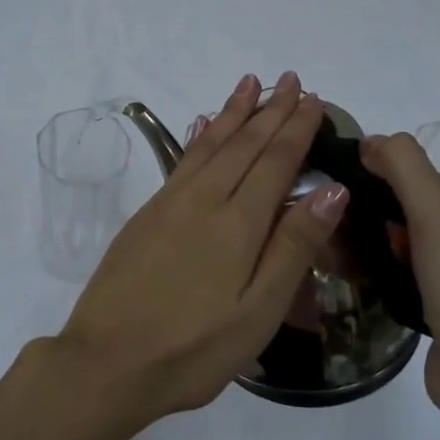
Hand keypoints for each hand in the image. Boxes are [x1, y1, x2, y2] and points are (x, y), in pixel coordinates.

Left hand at [55, 72, 348, 427]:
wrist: (108, 361)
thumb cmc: (193, 349)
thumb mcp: (258, 311)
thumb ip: (294, 247)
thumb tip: (332, 191)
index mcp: (239, 223)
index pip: (275, 161)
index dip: (295, 128)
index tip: (312, 98)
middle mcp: (204, 200)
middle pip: (244, 144)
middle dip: (269, 110)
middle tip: (288, 78)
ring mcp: (170, 204)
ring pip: (210, 145)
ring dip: (233, 113)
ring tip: (249, 83)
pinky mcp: (146, 215)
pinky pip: (181, 161)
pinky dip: (199, 137)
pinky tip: (204, 126)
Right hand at [359, 132, 439, 402]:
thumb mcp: (431, 209)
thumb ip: (401, 163)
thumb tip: (373, 141)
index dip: (404, 194)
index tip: (381, 217)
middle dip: (403, 226)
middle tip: (382, 246)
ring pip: (439, 250)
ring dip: (407, 253)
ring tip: (386, 268)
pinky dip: (420, 281)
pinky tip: (404, 292)